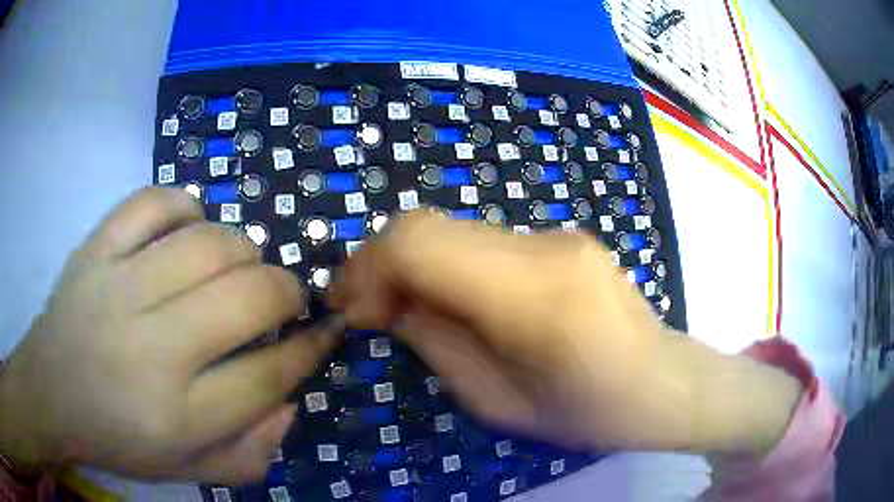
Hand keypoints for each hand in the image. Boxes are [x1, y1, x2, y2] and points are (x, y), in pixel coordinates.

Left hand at [0, 187, 341, 483]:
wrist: (51, 393)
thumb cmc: (118, 439)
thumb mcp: (188, 471)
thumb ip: (249, 453)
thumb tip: (291, 403)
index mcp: (178, 416)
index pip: (267, 375)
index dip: (310, 350)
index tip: (326, 332)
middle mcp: (150, 349)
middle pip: (246, 299)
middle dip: (287, 292)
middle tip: (286, 298)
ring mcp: (117, 287)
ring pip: (207, 243)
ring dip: (242, 250)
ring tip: (239, 266)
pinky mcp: (96, 247)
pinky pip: (153, 203)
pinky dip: (185, 206)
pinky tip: (189, 228)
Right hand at [330, 211, 801, 455]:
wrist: (664, 383)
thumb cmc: (591, 414)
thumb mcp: (501, 406)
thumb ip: (436, 345)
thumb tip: (386, 304)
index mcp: (536, 299)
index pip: (420, 244)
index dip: (367, 268)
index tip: (350, 309)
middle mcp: (546, 248)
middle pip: (430, 225)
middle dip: (381, 264)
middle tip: (367, 311)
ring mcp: (558, 235)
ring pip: (453, 230)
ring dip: (414, 265)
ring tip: (405, 311)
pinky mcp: (561, 238)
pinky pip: (482, 242)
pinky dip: (449, 265)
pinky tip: (454, 302)